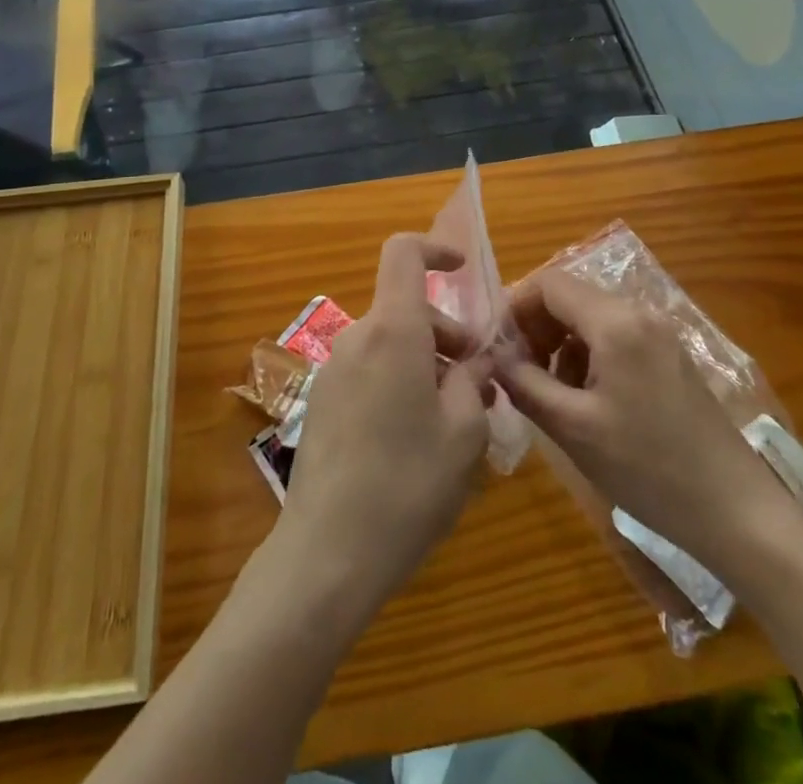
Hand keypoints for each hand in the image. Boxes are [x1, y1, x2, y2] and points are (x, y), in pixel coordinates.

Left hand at [276, 234, 494, 610]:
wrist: (327, 554)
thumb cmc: (407, 485)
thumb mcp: (464, 433)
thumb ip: (474, 382)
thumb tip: (476, 361)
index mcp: (392, 330)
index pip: (403, 253)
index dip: (435, 248)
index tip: (463, 270)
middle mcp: (357, 338)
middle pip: (406, 308)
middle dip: (447, 333)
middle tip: (479, 384)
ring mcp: (333, 370)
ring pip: (391, 343)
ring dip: (426, 363)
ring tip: (455, 421)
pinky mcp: (323, 401)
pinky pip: (370, 370)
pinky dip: (400, 381)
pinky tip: (417, 440)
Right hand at [495, 269, 790, 566]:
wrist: (736, 512)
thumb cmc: (648, 468)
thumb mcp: (572, 428)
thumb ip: (524, 383)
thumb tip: (493, 356)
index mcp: (614, 322)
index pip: (549, 283)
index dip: (515, 307)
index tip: (498, 347)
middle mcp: (639, 313)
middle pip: (571, 297)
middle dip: (537, 327)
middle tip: (519, 372)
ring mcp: (660, 334)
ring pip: (591, 318)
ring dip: (561, 344)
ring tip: (550, 392)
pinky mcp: (671, 357)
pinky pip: (616, 337)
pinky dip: (589, 355)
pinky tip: (586, 400)